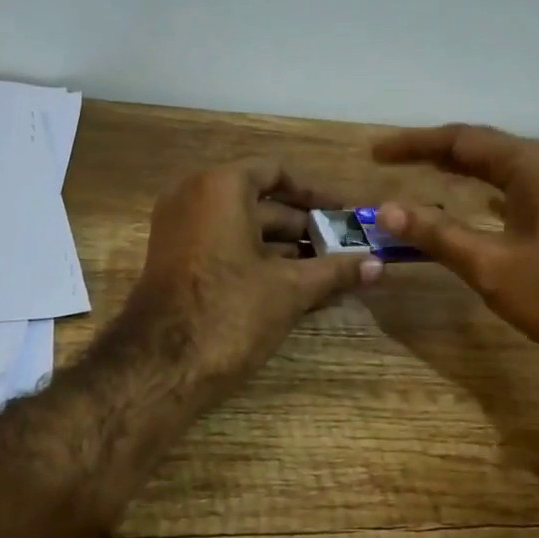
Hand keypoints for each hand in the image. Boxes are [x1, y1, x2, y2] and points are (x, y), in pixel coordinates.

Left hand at [127, 159, 382, 388]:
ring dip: (283, 246)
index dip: (313, 193)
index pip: (275, 171)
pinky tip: (291, 286)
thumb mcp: (289, 289)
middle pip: (258, 201)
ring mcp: (178, 229)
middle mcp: (193, 196)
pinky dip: (255, 258)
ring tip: (326, 270)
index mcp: (221, 187)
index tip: (343, 214)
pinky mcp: (173, 260)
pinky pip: (222, 246)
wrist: (159, 365)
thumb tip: (379, 265)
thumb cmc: (230, 311)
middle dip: (303, 225)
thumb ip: (335, 271)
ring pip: (241, 227)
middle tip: (343, 247)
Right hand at [374, 124, 538, 383]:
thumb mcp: (492, 266)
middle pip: (480, 149)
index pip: (461, 140)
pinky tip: (469, 204)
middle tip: (389, 160)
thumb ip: (439, 234)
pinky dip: (481, 195)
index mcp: (533, 168)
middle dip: (432, 153)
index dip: (414, 144)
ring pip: (498, 172)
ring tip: (420, 174)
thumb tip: (388, 209)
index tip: (376, 153)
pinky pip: (512, 195)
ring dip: (457, 172)